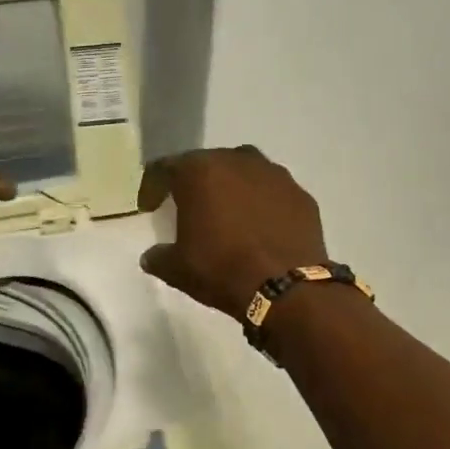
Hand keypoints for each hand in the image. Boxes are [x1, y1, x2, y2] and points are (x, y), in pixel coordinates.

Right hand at [137, 146, 328, 318]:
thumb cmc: (221, 269)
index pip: (165, 168)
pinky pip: (271, 192)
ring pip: (242, 172)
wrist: (286, 288)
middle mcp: (237, 160)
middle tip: (187, 207)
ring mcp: (274, 174)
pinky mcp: (300, 194)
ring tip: (226, 214)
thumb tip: (151, 256)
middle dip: (193, 183)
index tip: (148, 206)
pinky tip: (258, 227)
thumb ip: (159, 257)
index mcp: (199, 171)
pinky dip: (260, 203)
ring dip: (230, 188)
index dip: (152, 186)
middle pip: (207, 164)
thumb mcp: (177, 269)